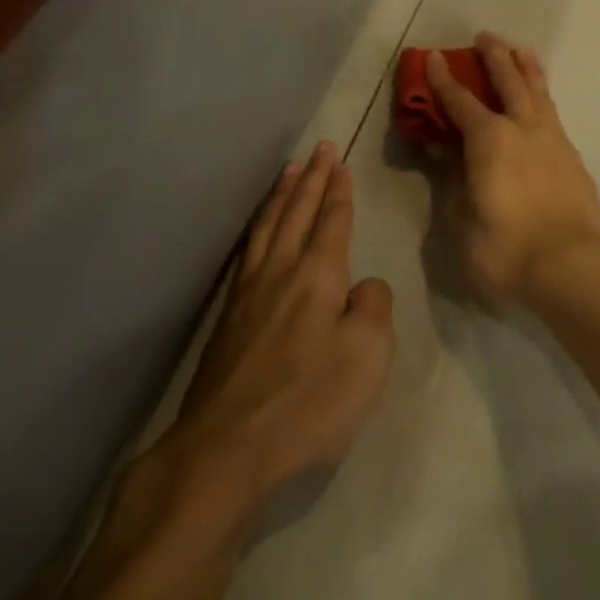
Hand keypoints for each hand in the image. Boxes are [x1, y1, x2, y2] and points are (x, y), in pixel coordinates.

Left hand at [160, 142, 395, 513]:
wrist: (225, 451)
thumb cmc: (307, 402)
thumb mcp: (367, 356)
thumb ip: (374, 308)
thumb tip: (363, 286)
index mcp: (318, 274)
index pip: (332, 219)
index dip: (338, 190)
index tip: (339, 161)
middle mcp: (281, 270)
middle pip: (297, 212)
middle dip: (312, 178)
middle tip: (320, 148)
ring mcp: (248, 293)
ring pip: (269, 226)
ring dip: (282, 194)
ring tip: (289, 170)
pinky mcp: (228, 319)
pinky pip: (248, 250)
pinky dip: (259, 226)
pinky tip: (259, 230)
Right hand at [426, 33, 599, 312]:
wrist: (573, 267)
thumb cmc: (506, 249)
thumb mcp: (462, 221)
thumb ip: (453, 181)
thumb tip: (443, 152)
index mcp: (489, 139)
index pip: (460, 100)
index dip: (443, 79)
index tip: (433, 55)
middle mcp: (522, 128)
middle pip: (508, 80)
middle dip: (494, 56)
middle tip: (485, 36)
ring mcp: (552, 140)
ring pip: (538, 91)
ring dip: (526, 67)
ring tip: (521, 50)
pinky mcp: (573, 158)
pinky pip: (554, 113)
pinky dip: (544, 97)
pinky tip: (542, 104)